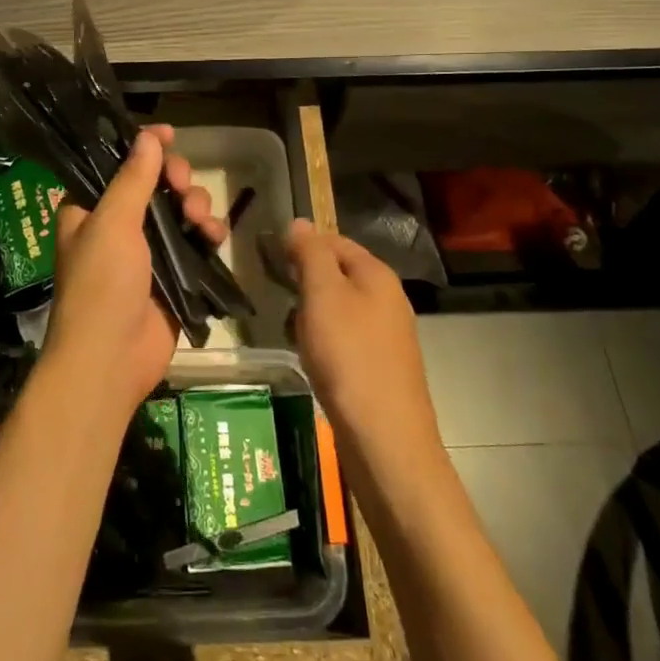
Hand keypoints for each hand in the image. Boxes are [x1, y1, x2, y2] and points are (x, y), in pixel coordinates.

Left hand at [44, 126, 226, 419]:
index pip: (118, 165)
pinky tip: (216, 236)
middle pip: (155, 183)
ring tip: (201, 221)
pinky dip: (208, 234)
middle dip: (177, 179)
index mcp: (90, 209)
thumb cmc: (101, 284)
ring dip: (196, 206)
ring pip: (180, 210)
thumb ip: (133, 178)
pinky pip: (196, 242)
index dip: (142, 147)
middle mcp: (117, 225)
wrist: (110, 360)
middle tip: (183, 186)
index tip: (169, 134)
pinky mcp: (173, 275)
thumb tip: (148, 136)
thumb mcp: (113, 223)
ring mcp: (147, 251)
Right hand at [286, 220, 441, 463]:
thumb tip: (300, 222)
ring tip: (293, 331)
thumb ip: (310, 254)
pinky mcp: (382, 366)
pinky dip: (325, 341)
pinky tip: (313, 360)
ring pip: (340, 308)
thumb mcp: (323, 295)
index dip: (303, 244)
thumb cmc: (349, 357)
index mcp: (377, 275)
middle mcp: (388, 299)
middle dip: (307, 282)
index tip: (271, 258)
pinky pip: (346, 338)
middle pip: (339, 273)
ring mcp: (388, 335)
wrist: (385, 438)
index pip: (335, 241)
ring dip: (313, 314)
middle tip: (279, 296)